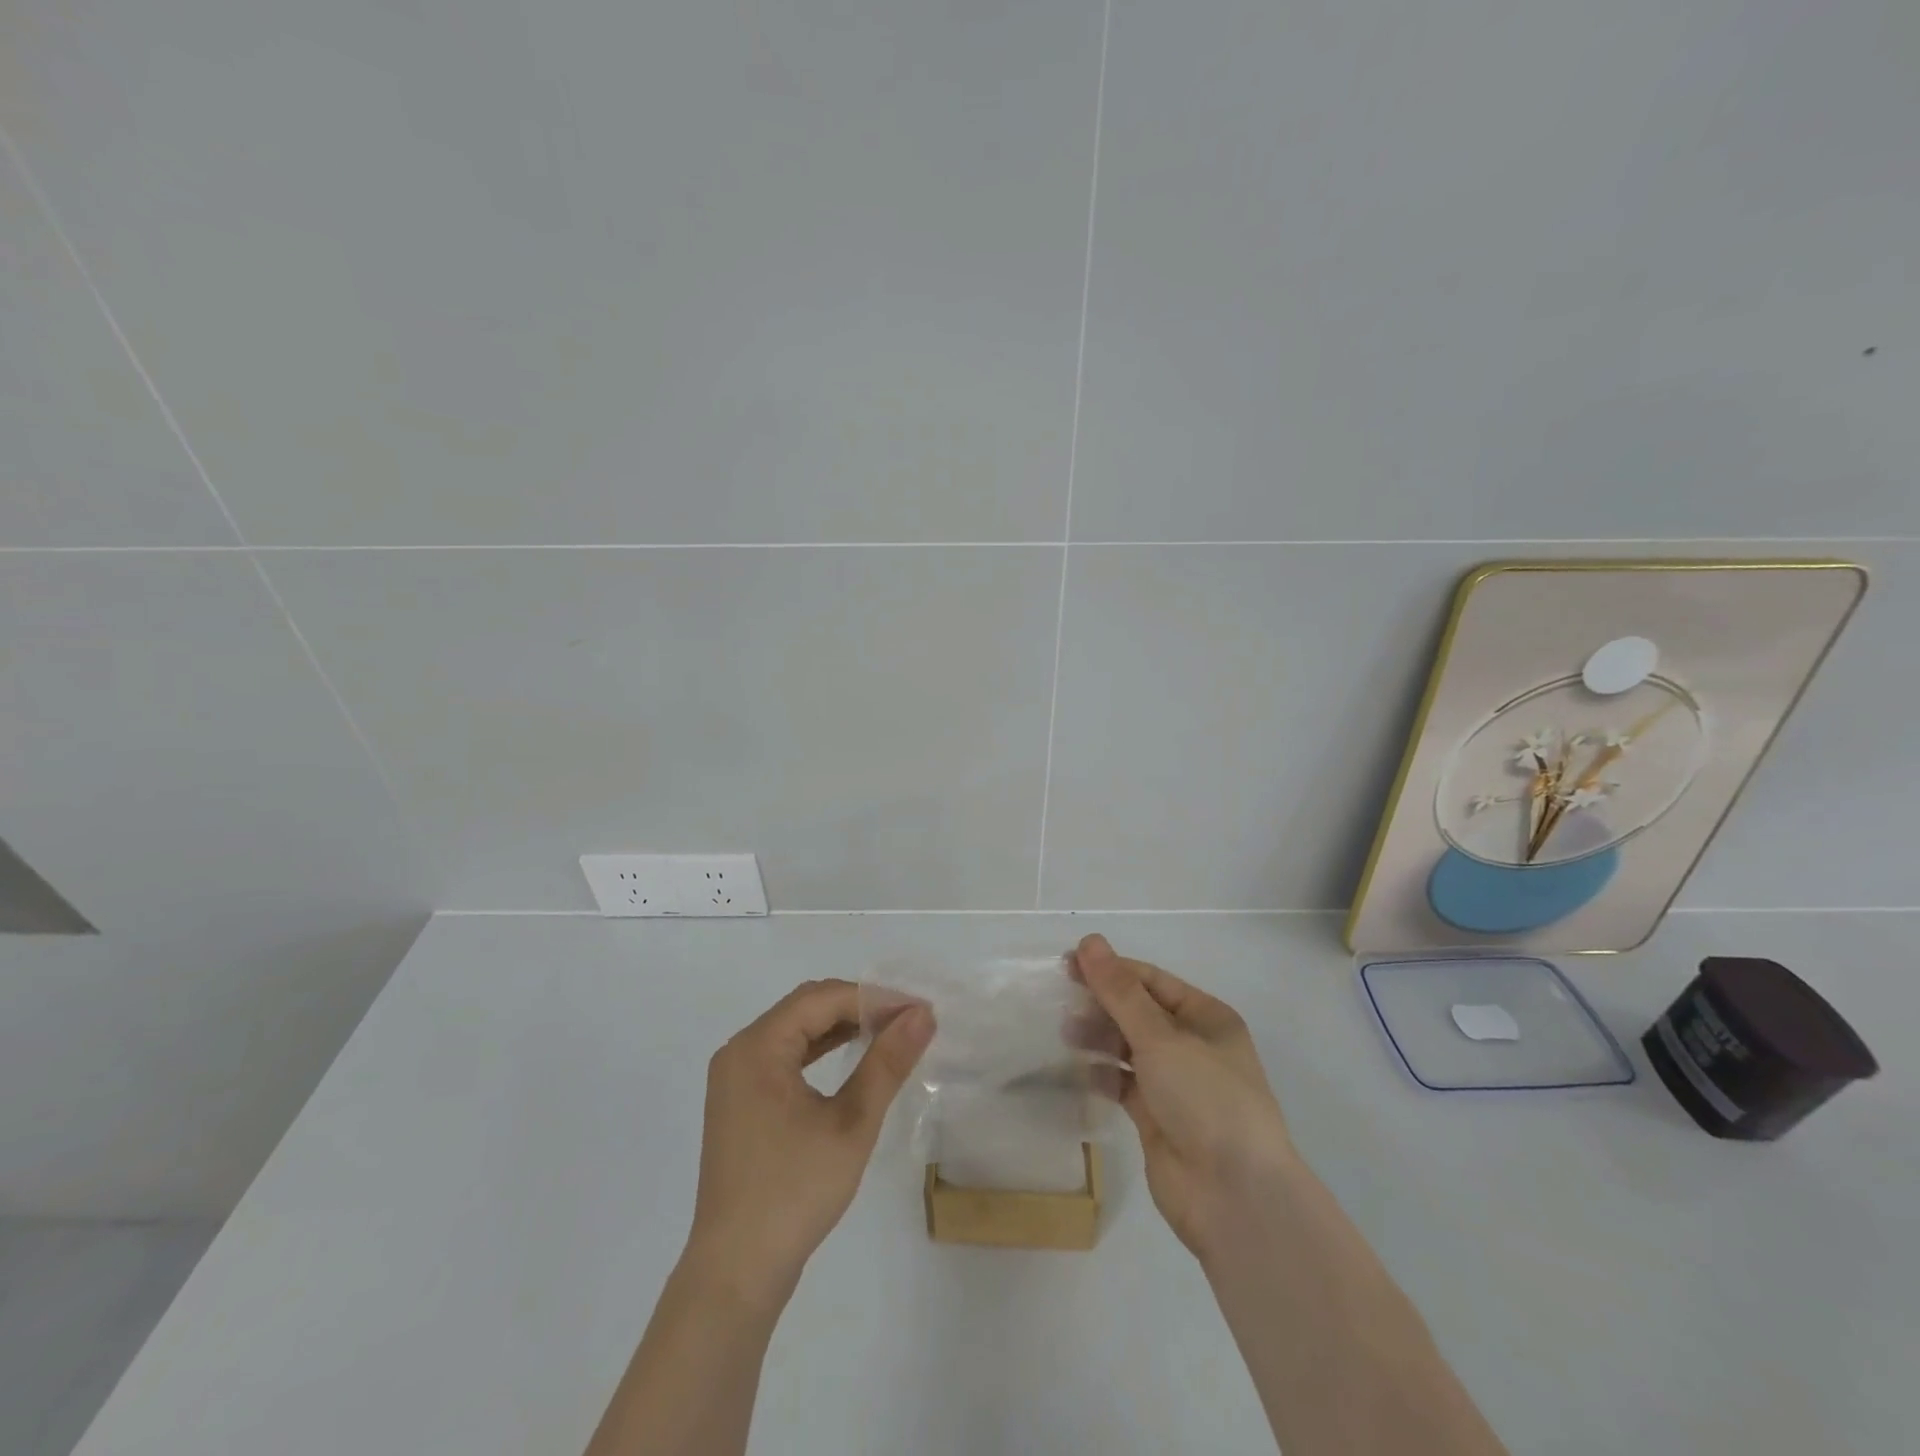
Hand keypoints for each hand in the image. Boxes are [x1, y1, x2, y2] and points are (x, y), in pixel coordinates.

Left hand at [685, 980, 933, 1302]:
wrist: (736, 1273)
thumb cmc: (794, 1192)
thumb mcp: (851, 1124)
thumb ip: (887, 1063)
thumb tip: (923, 1015)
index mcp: (757, 1047)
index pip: (823, 998)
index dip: (874, 998)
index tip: (919, 1011)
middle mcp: (740, 1050)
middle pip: (806, 1006)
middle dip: (859, 1007)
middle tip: (908, 1020)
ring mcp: (736, 1077)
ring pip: (796, 1029)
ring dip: (842, 1026)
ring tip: (889, 1033)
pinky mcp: (741, 1100)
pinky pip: (785, 1055)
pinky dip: (821, 1050)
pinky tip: (852, 1057)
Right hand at [1071, 934, 1294, 1260]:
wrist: (1234, 1197)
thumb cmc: (1206, 1099)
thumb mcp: (1161, 1037)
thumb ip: (1120, 991)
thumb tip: (1090, 941)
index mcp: (1206, 1017)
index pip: (1150, 980)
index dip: (1110, 969)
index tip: (1068, 965)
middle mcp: (1192, 1045)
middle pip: (1138, 1012)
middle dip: (1101, 1003)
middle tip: (1060, 999)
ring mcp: (1175, 1083)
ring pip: (1128, 1047)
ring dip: (1098, 1036)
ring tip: (1065, 1033)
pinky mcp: (1157, 1117)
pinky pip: (1123, 1083)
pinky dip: (1102, 1073)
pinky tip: (1078, 1070)